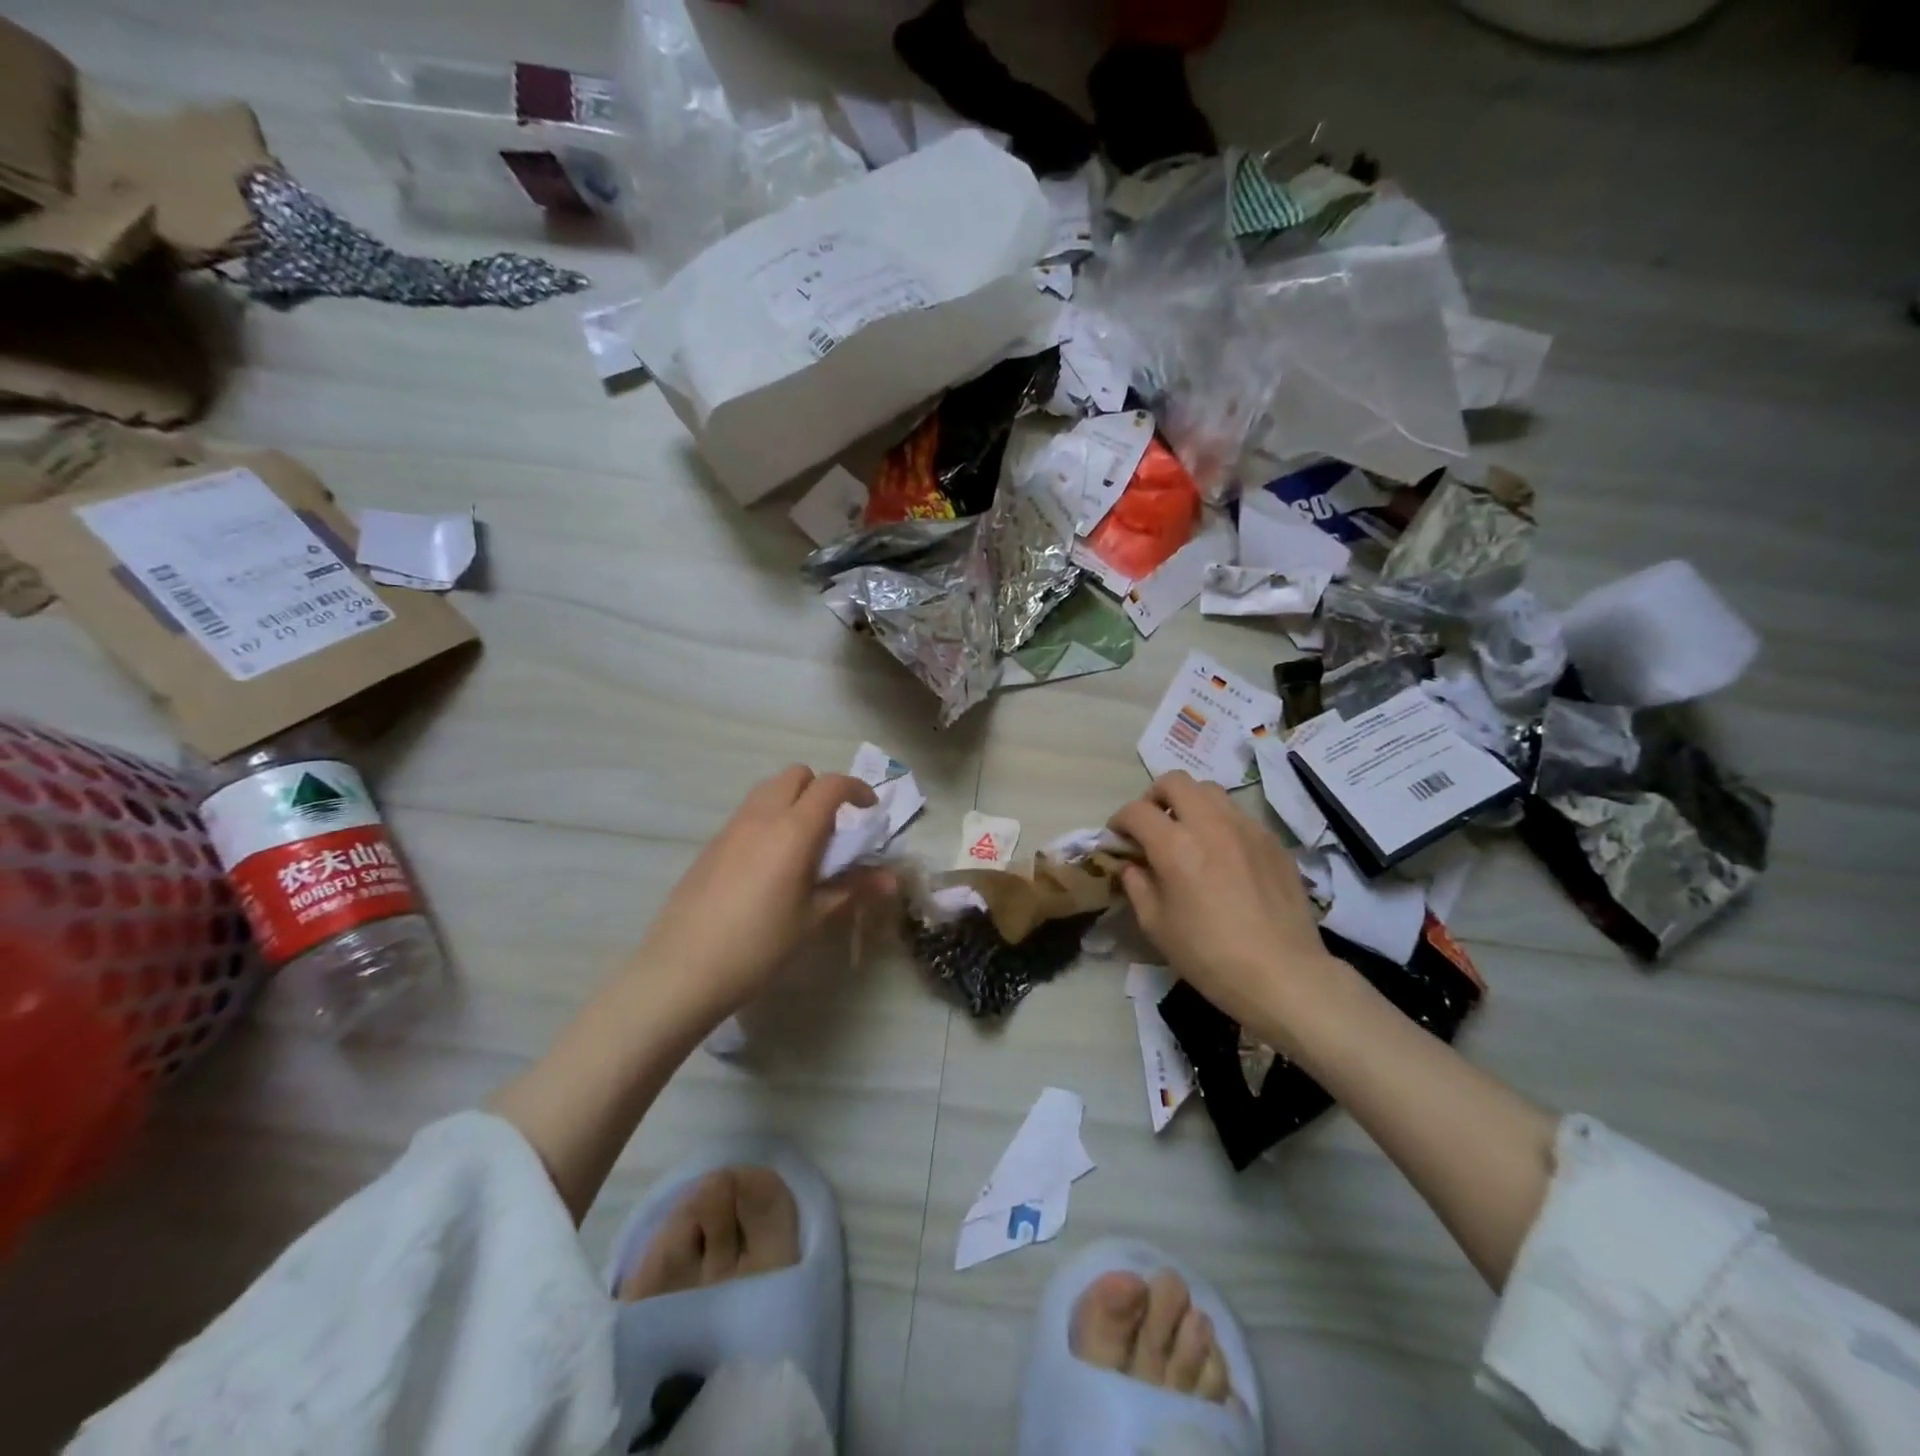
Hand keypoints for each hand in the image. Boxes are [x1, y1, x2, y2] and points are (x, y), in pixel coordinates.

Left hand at [633, 765, 893, 1021]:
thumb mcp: (813, 918)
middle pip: (796, 775)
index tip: (870, 809)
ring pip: (769, 790)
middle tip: (835, 829)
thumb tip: (891, 878)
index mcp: (793, 829)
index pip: (831, 785)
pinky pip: (748, 813)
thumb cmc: (759, 945)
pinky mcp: (712, 844)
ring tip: (803, 845)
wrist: (682, 969)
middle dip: (822, 790)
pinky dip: (769, 819)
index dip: (856, 789)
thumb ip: (853, 888)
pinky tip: (770, 865)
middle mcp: (761, 816)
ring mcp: (731, 827)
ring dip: (793, 801)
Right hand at [1109, 772, 1339, 1035]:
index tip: (1119, 837)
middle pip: (1175, 781)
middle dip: (1155, 797)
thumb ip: (1137, 886)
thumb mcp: (1157, 926)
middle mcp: (1210, 824)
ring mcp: (1246, 828)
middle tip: (1153, 825)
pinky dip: (1220, 823)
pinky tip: (1223, 855)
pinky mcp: (1272, 841)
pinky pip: (1239, 815)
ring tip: (1188, 833)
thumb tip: (1132, 866)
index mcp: (1175, 846)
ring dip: (1190, 804)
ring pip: (1210, 791)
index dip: (1120, 820)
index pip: (1137, 811)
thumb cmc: (1209, 955)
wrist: (1283, 974)